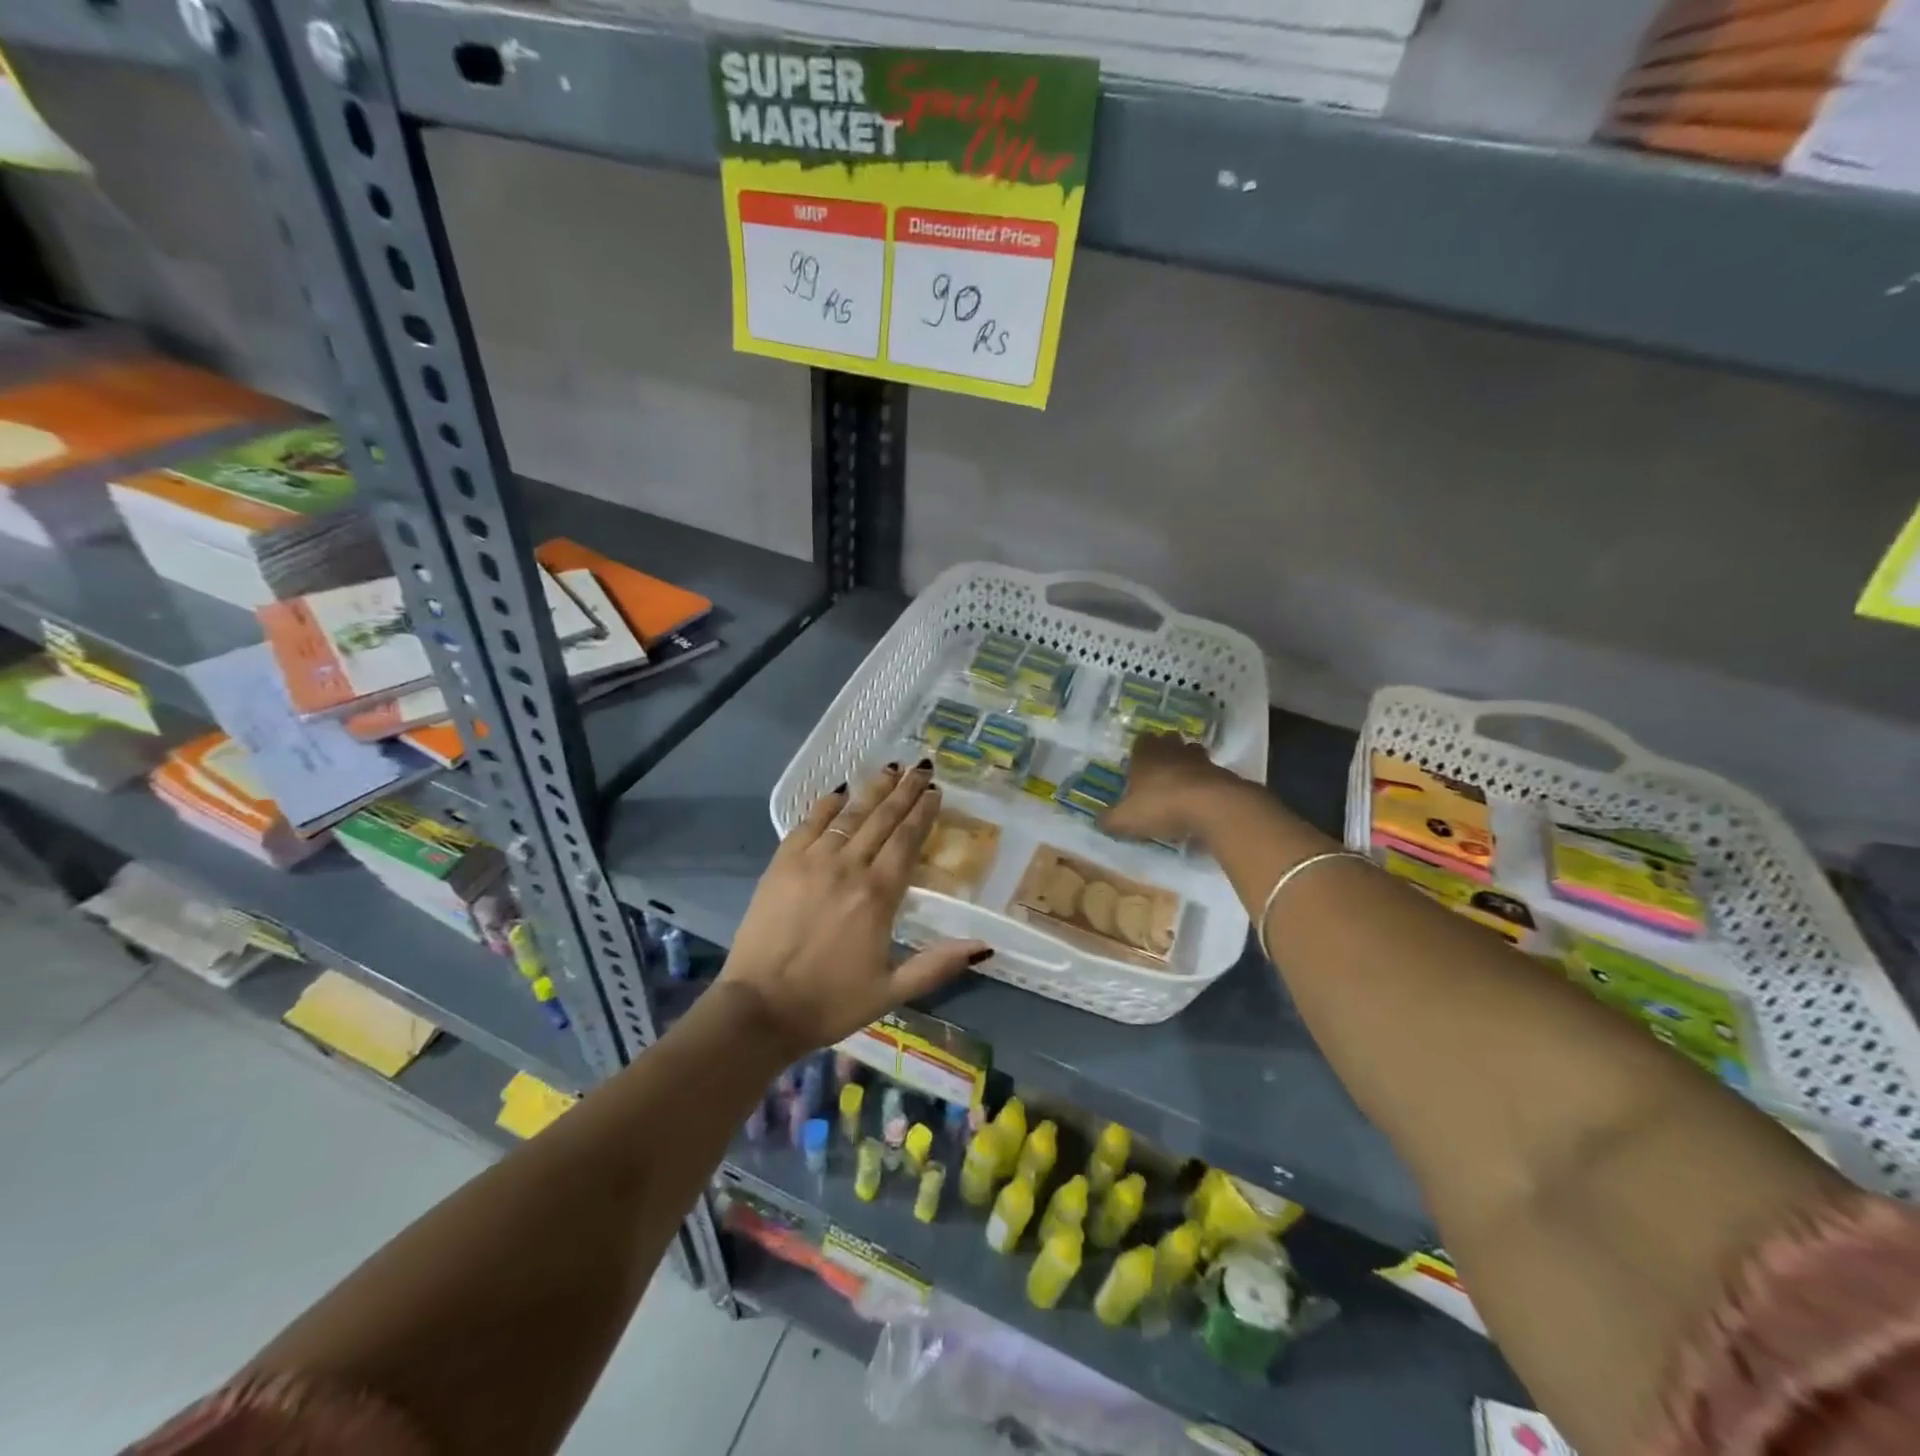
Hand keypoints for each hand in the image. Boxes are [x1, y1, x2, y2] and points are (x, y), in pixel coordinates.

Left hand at [719, 762, 989, 1053]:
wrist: (760, 1009)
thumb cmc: (830, 1002)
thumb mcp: (892, 991)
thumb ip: (937, 965)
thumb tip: (984, 947)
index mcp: (878, 896)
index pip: (907, 841)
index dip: (923, 813)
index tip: (936, 791)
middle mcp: (848, 868)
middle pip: (882, 819)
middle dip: (904, 791)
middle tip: (921, 768)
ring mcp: (812, 861)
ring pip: (849, 815)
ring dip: (872, 790)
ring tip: (891, 769)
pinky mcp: (781, 864)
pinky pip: (808, 823)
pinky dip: (826, 804)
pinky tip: (840, 791)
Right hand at [1103, 733, 1242, 843]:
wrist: (1213, 807)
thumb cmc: (1161, 806)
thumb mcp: (1126, 819)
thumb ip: (1110, 820)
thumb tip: (1099, 821)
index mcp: (1146, 754)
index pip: (1141, 740)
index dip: (1139, 751)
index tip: (1136, 765)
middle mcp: (1173, 750)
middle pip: (1169, 741)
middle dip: (1165, 753)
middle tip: (1159, 772)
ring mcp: (1201, 760)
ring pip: (1192, 754)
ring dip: (1187, 766)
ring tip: (1181, 787)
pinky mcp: (1223, 774)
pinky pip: (1210, 775)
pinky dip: (1205, 785)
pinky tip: (1201, 803)